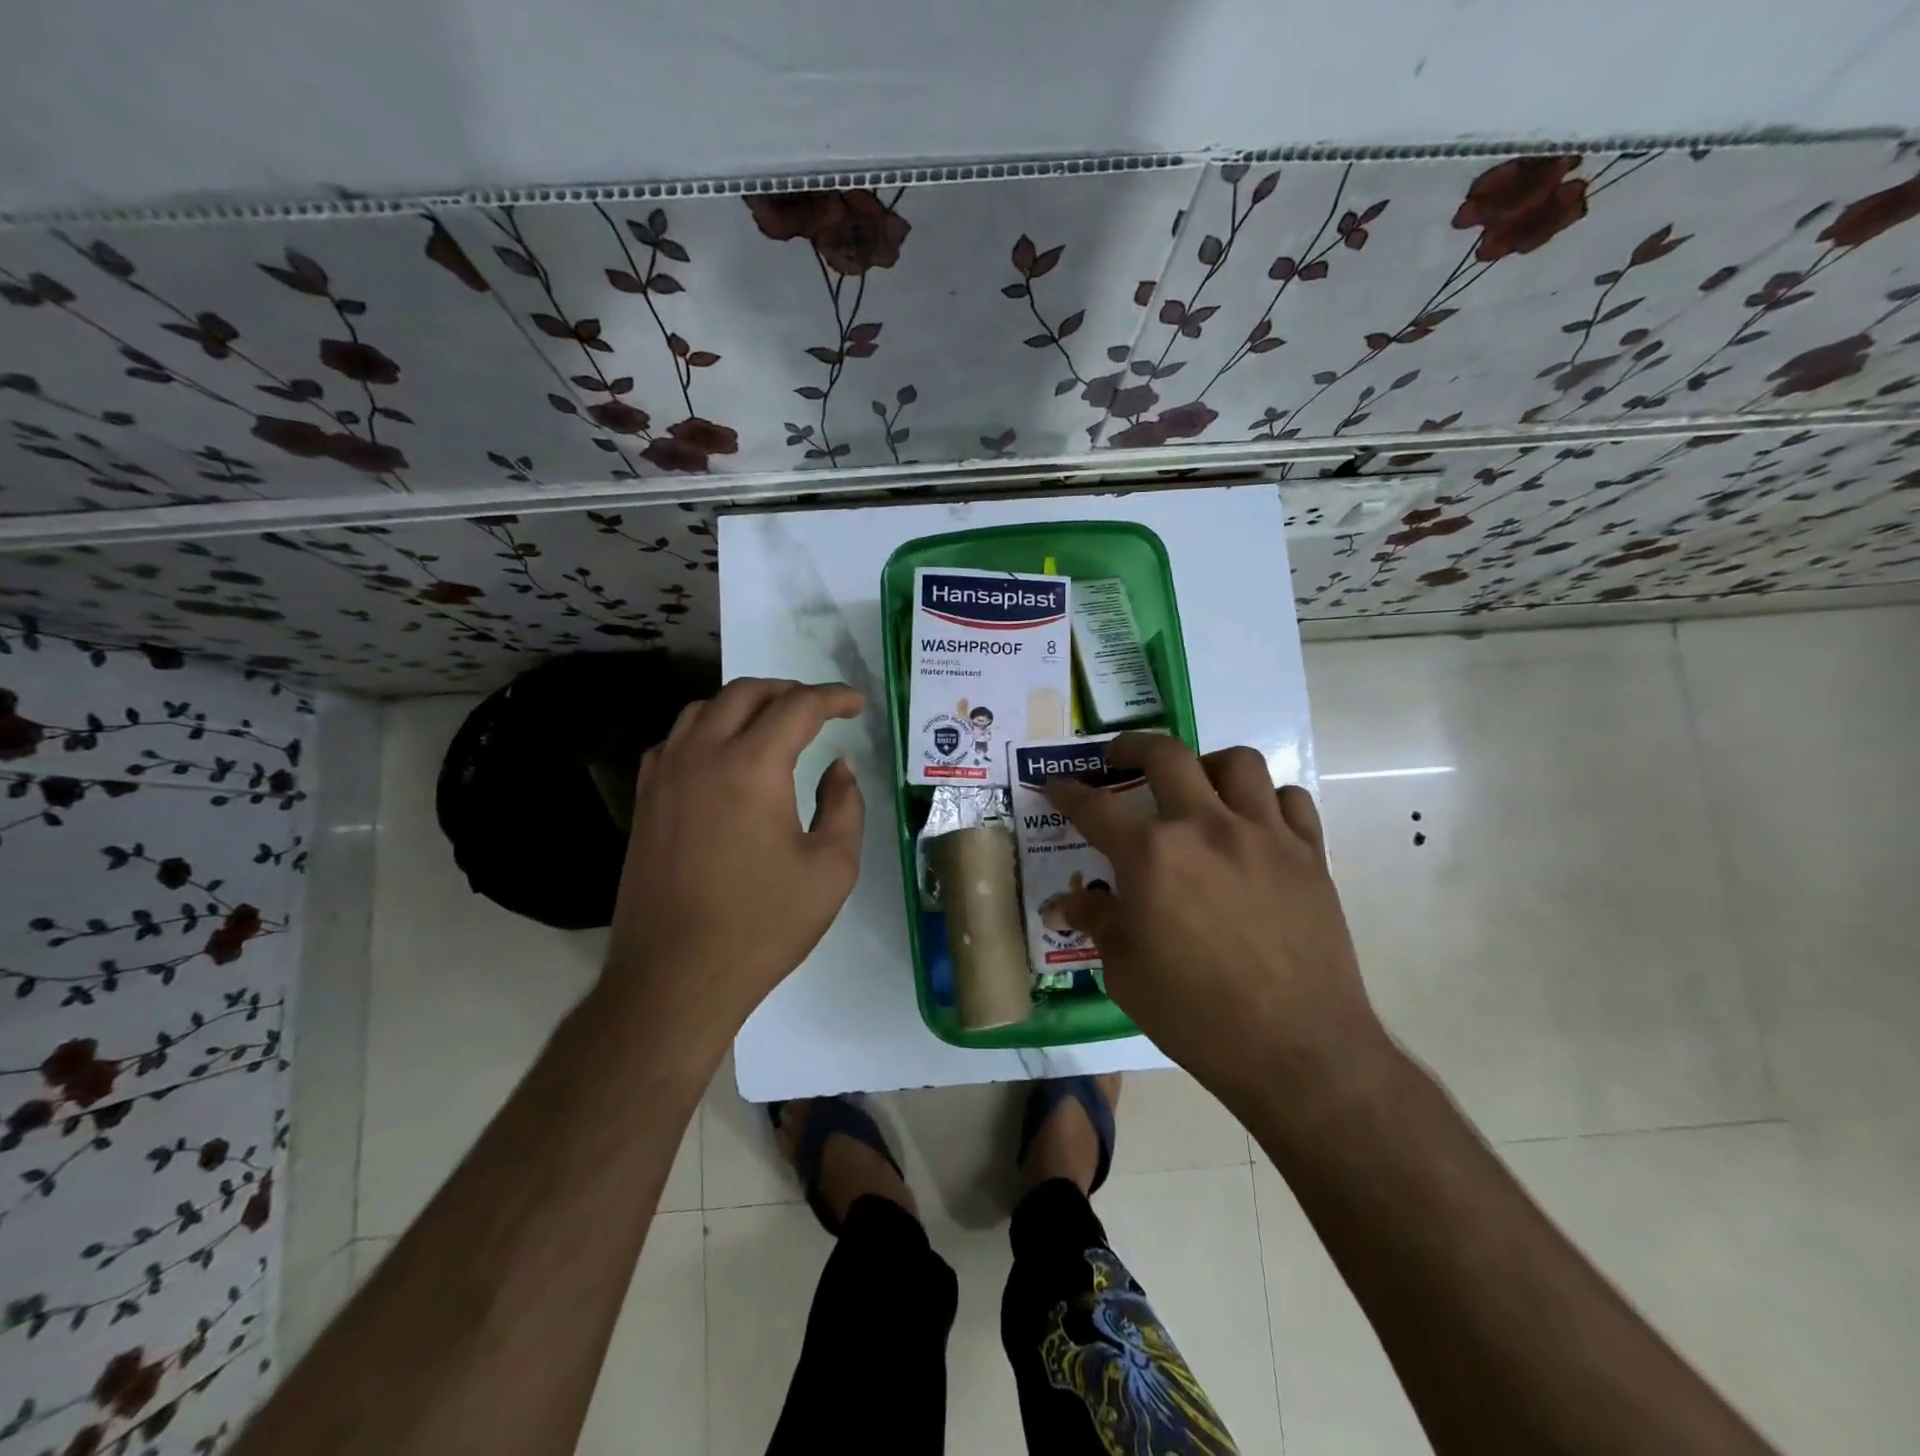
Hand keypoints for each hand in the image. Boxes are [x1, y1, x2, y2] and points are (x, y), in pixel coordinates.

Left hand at [602, 677, 865, 1044]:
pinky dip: (707, 730)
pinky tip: (723, 755)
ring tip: (773, 724)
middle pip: (746, 693)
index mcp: (752, 767)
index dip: (834, 698)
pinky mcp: (645, 800)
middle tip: (820, 709)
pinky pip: (676, 740)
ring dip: (745, 704)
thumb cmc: (762, 925)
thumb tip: (838, 767)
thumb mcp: (831, 869)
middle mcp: (703, 755)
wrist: (676, 976)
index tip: (857, 704)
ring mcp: (665, 775)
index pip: (798, 707)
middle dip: (789, 691)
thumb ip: (844, 806)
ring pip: (703, 709)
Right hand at [1043, 734, 1386, 1108]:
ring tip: (1195, 787)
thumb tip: (1064, 903)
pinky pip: (1290, 800)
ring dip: (1206, 765)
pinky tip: (1253, 824)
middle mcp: (1205, 827)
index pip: (1094, 807)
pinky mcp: (1309, 854)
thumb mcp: (1125, 972)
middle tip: (1118, 759)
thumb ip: (1097, 921)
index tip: (1054, 785)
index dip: (1066, 792)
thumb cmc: (1195, 1015)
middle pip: (1166, 754)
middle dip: (1131, 747)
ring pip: (1236, 762)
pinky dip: (1267, 800)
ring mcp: (1264, 834)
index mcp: (1152, 855)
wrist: (1296, 1051)